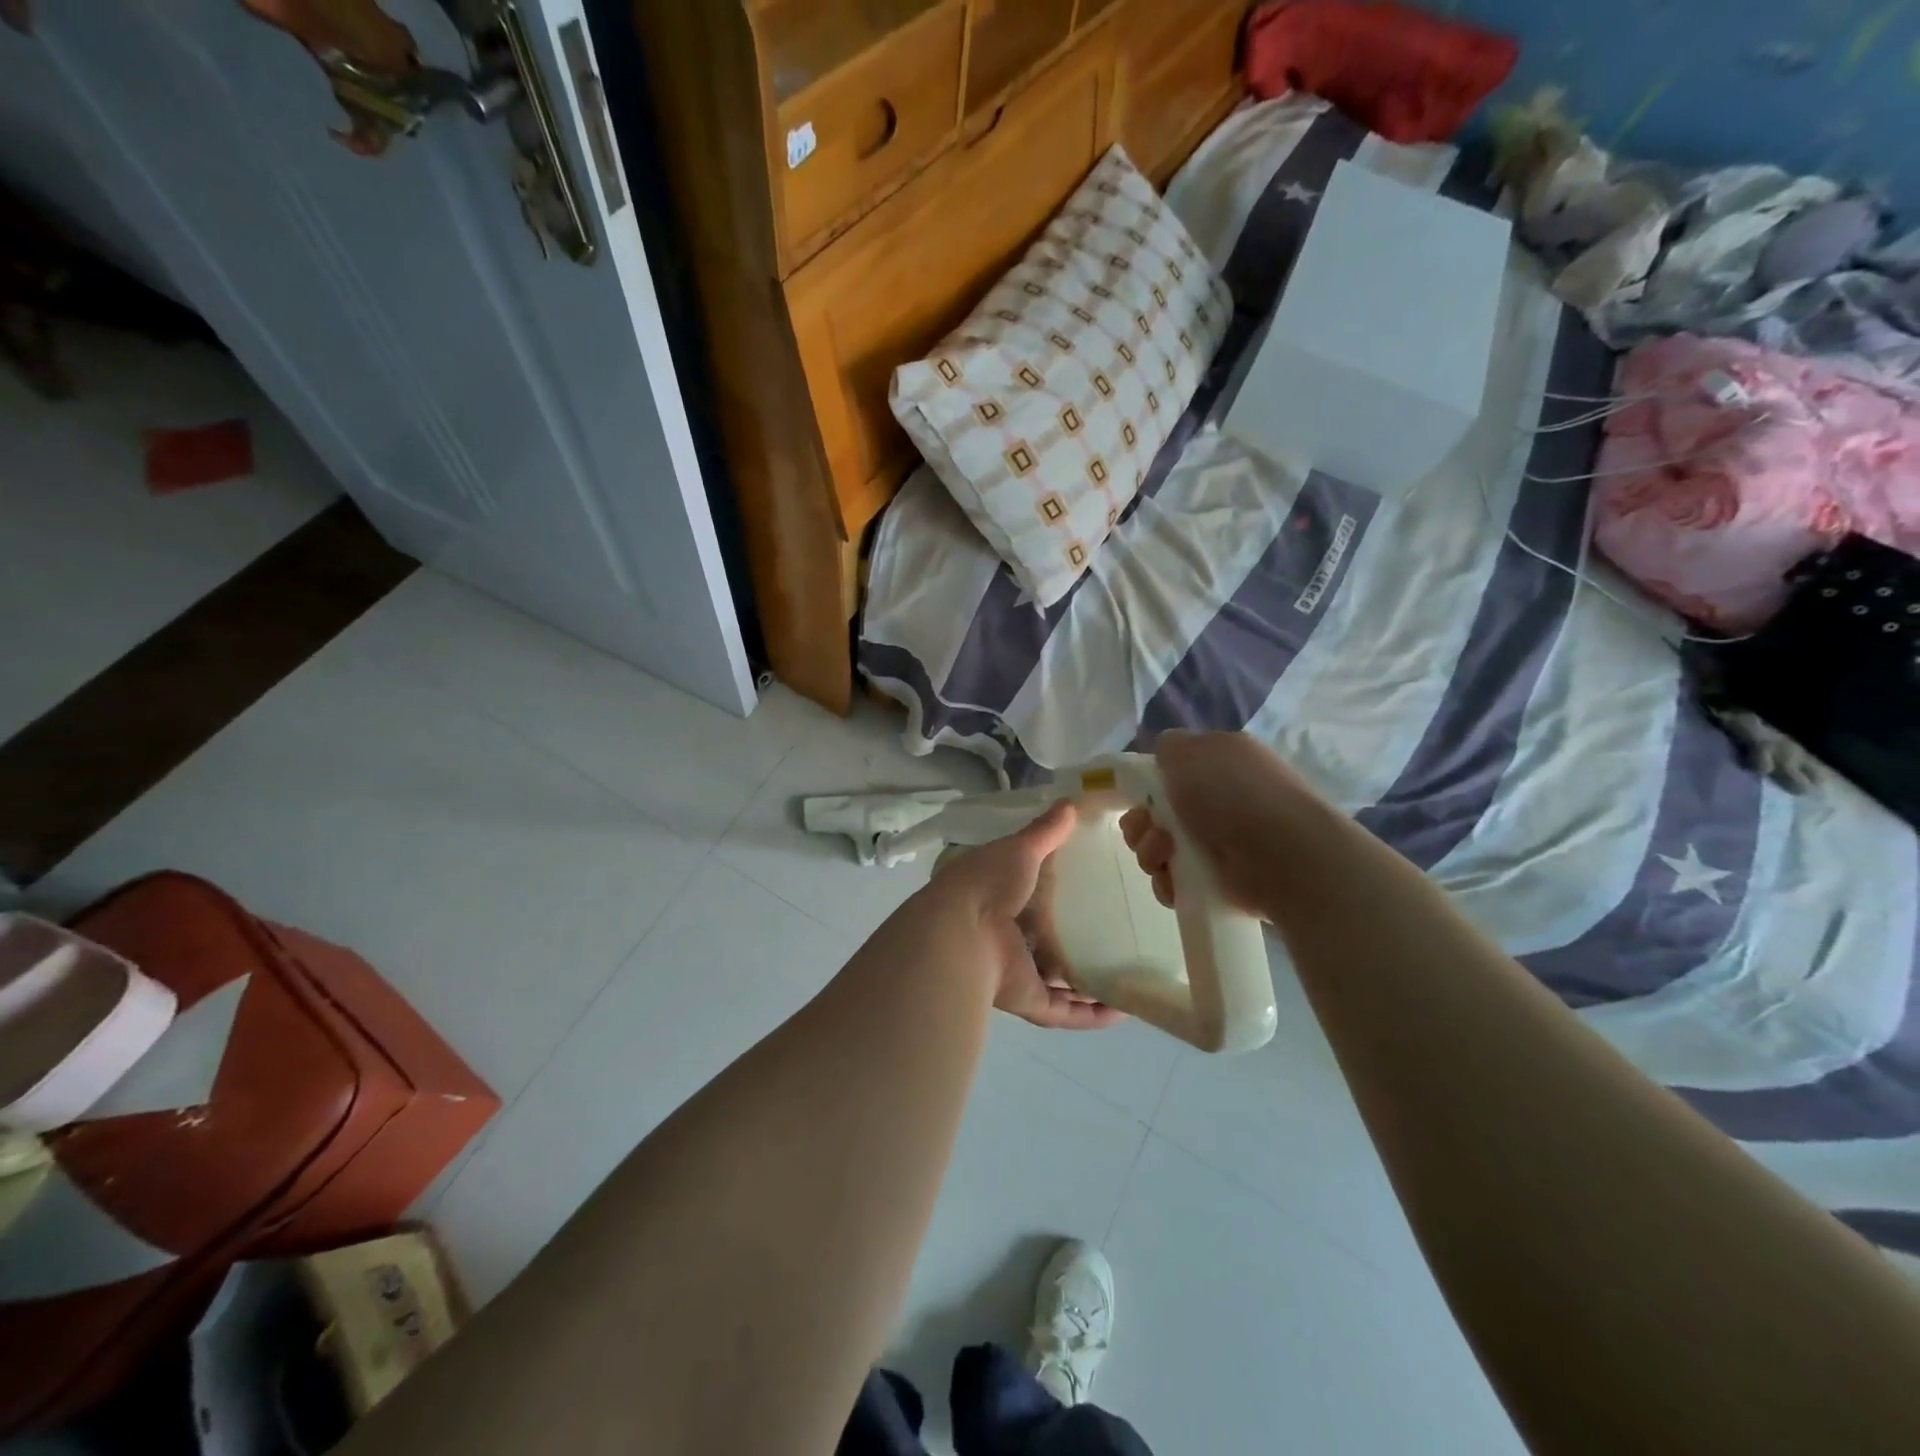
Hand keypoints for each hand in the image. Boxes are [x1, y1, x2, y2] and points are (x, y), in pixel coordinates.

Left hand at [929, 803, 1122, 1030]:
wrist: (960, 932)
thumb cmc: (987, 884)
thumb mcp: (1019, 849)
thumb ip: (1045, 832)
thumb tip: (1070, 803)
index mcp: (1002, 900)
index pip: (1033, 899)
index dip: (1058, 897)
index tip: (1093, 891)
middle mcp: (1009, 938)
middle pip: (1046, 944)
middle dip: (1075, 944)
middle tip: (1119, 936)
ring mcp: (1018, 972)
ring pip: (1057, 983)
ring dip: (1088, 984)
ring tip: (1128, 975)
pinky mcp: (1029, 1001)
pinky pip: (1065, 1012)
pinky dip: (1092, 1015)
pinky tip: (1124, 1010)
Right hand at [1120, 730, 1323, 918]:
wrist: (1282, 855)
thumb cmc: (1233, 793)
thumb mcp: (1190, 751)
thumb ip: (1168, 747)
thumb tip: (1165, 757)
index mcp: (1221, 762)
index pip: (1173, 772)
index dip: (1149, 784)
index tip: (1139, 796)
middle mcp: (1222, 801)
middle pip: (1158, 814)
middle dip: (1141, 823)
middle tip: (1147, 830)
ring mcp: (1222, 843)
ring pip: (1162, 848)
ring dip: (1150, 852)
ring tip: (1164, 856)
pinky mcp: (1221, 882)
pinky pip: (1176, 882)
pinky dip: (1168, 883)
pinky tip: (1174, 882)